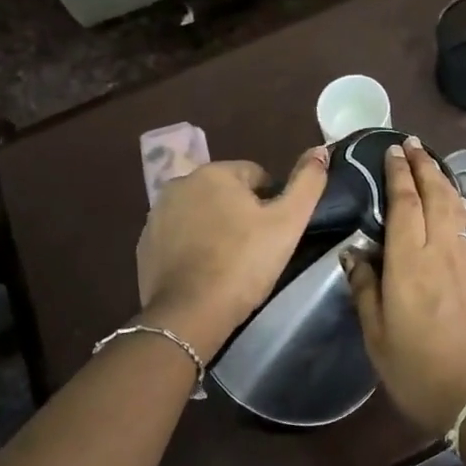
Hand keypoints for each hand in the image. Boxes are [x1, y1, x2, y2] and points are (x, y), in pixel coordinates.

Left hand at [135, 147, 328, 359]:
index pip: (256, 176)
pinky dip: (193, 247)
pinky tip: (205, 271)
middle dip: (241, 213)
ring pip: (201, 213)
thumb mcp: (288, 222)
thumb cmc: (244, 263)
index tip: (274, 233)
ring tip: (231, 262)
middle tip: (255, 249)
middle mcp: (180, 184)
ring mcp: (157, 215)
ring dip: (216, 228)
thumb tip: (320, 150)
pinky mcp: (145, 245)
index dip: (271, 203)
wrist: (189, 314)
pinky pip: (179, 236)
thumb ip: (307, 182)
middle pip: (226, 193)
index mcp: (214, 173)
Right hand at [345, 140, 465, 431]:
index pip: (405, 204)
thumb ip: (365, 289)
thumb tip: (354, 253)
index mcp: (410, 262)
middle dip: (424, 165)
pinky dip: (458, 205)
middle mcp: (442, 250)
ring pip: (456, 207)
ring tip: (432, 164)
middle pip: (435, 194)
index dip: (399, 174)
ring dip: (443, 180)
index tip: (393, 150)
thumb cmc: (420, 370)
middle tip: (413, 143)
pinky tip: (453, 206)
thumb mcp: (378, 337)